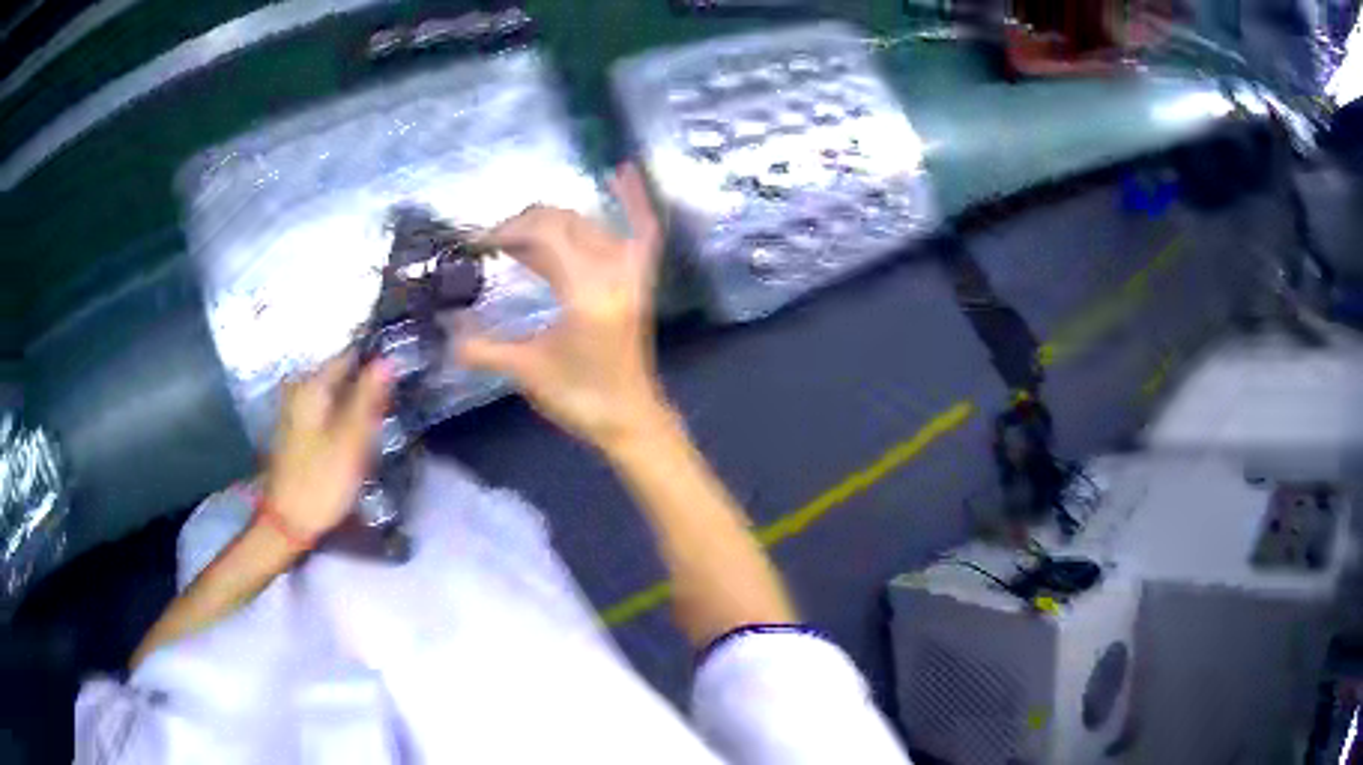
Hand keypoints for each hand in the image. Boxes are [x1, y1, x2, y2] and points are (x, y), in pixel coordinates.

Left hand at [262, 354, 391, 541]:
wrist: (288, 522)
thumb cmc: (321, 481)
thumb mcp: (351, 440)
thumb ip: (368, 398)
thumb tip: (387, 359)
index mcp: (312, 386)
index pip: (349, 356)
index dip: (375, 363)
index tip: (400, 375)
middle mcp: (300, 390)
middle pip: (341, 376)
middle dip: (366, 386)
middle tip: (391, 406)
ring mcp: (296, 411)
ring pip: (335, 396)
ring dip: (356, 405)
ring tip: (378, 423)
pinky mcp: (297, 431)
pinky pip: (327, 412)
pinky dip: (343, 419)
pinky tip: (356, 437)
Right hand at [456, 164, 670, 451]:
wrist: (628, 418)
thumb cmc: (578, 398)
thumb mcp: (526, 371)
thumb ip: (482, 348)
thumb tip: (442, 330)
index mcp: (585, 293)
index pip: (544, 237)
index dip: (507, 232)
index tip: (477, 244)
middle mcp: (612, 273)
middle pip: (564, 223)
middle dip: (522, 225)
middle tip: (491, 243)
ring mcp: (631, 273)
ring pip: (588, 225)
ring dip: (552, 221)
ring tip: (518, 234)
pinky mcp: (640, 279)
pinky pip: (643, 229)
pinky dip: (633, 200)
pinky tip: (621, 172)